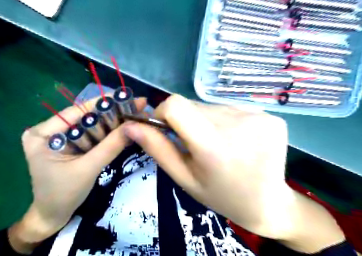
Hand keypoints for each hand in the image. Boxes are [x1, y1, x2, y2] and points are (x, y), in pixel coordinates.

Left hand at [7, 96, 145, 253]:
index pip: (76, 111)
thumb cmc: (64, 195)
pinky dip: (105, 134)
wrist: (53, 216)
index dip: (104, 104)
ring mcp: (57, 137)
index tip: (127, 97)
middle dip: (110, 114)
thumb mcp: (88, 169)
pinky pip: (89, 135)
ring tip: (132, 115)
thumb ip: (110, 146)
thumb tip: (134, 125)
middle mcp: (48, 130)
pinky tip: (121, 128)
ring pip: (89, 126)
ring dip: (110, 123)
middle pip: (84, 117)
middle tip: (135, 107)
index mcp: (41, 133)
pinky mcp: (67, 144)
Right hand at [123, 95, 343, 252]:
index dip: (162, 112)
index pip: (176, 105)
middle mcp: (238, 123)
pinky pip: (229, 108)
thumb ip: (157, 148)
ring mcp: (258, 116)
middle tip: (192, 144)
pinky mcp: (269, 114)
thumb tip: (130, 126)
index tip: (164, 128)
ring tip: (214, 144)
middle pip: (192, 105)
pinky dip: (221, 120)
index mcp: (214, 145)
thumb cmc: (220, 195)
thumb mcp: (183, 176)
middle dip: (183, 120)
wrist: (269, 204)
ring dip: (203, 120)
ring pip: (209, 106)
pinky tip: (231, 139)